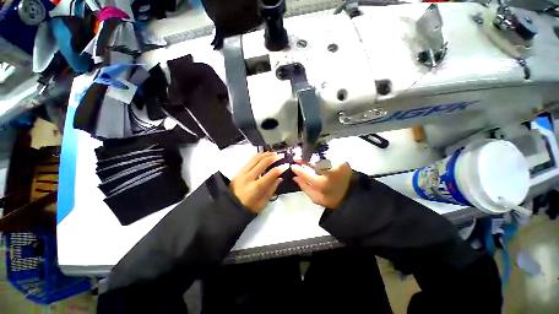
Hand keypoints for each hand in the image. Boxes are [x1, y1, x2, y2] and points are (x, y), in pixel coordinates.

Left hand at [230, 152, 288, 213]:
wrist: (229, 207)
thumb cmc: (248, 208)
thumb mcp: (263, 202)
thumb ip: (272, 189)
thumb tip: (280, 178)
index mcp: (256, 188)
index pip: (271, 174)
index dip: (281, 168)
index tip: (287, 165)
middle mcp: (249, 177)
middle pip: (263, 162)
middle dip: (274, 157)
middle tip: (282, 155)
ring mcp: (242, 172)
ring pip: (256, 158)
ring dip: (267, 154)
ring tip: (275, 153)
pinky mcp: (239, 170)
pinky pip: (250, 159)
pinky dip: (258, 155)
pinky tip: (264, 154)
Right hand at [291, 162, 352, 208]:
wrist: (352, 196)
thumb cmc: (332, 199)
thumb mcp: (316, 198)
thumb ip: (304, 187)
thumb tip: (295, 177)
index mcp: (322, 184)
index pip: (305, 174)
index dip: (298, 169)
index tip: (292, 166)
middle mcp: (330, 172)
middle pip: (313, 162)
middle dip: (304, 160)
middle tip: (297, 159)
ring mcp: (337, 165)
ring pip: (320, 158)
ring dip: (312, 159)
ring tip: (306, 159)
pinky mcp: (343, 162)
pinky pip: (328, 158)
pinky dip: (321, 159)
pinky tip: (318, 161)